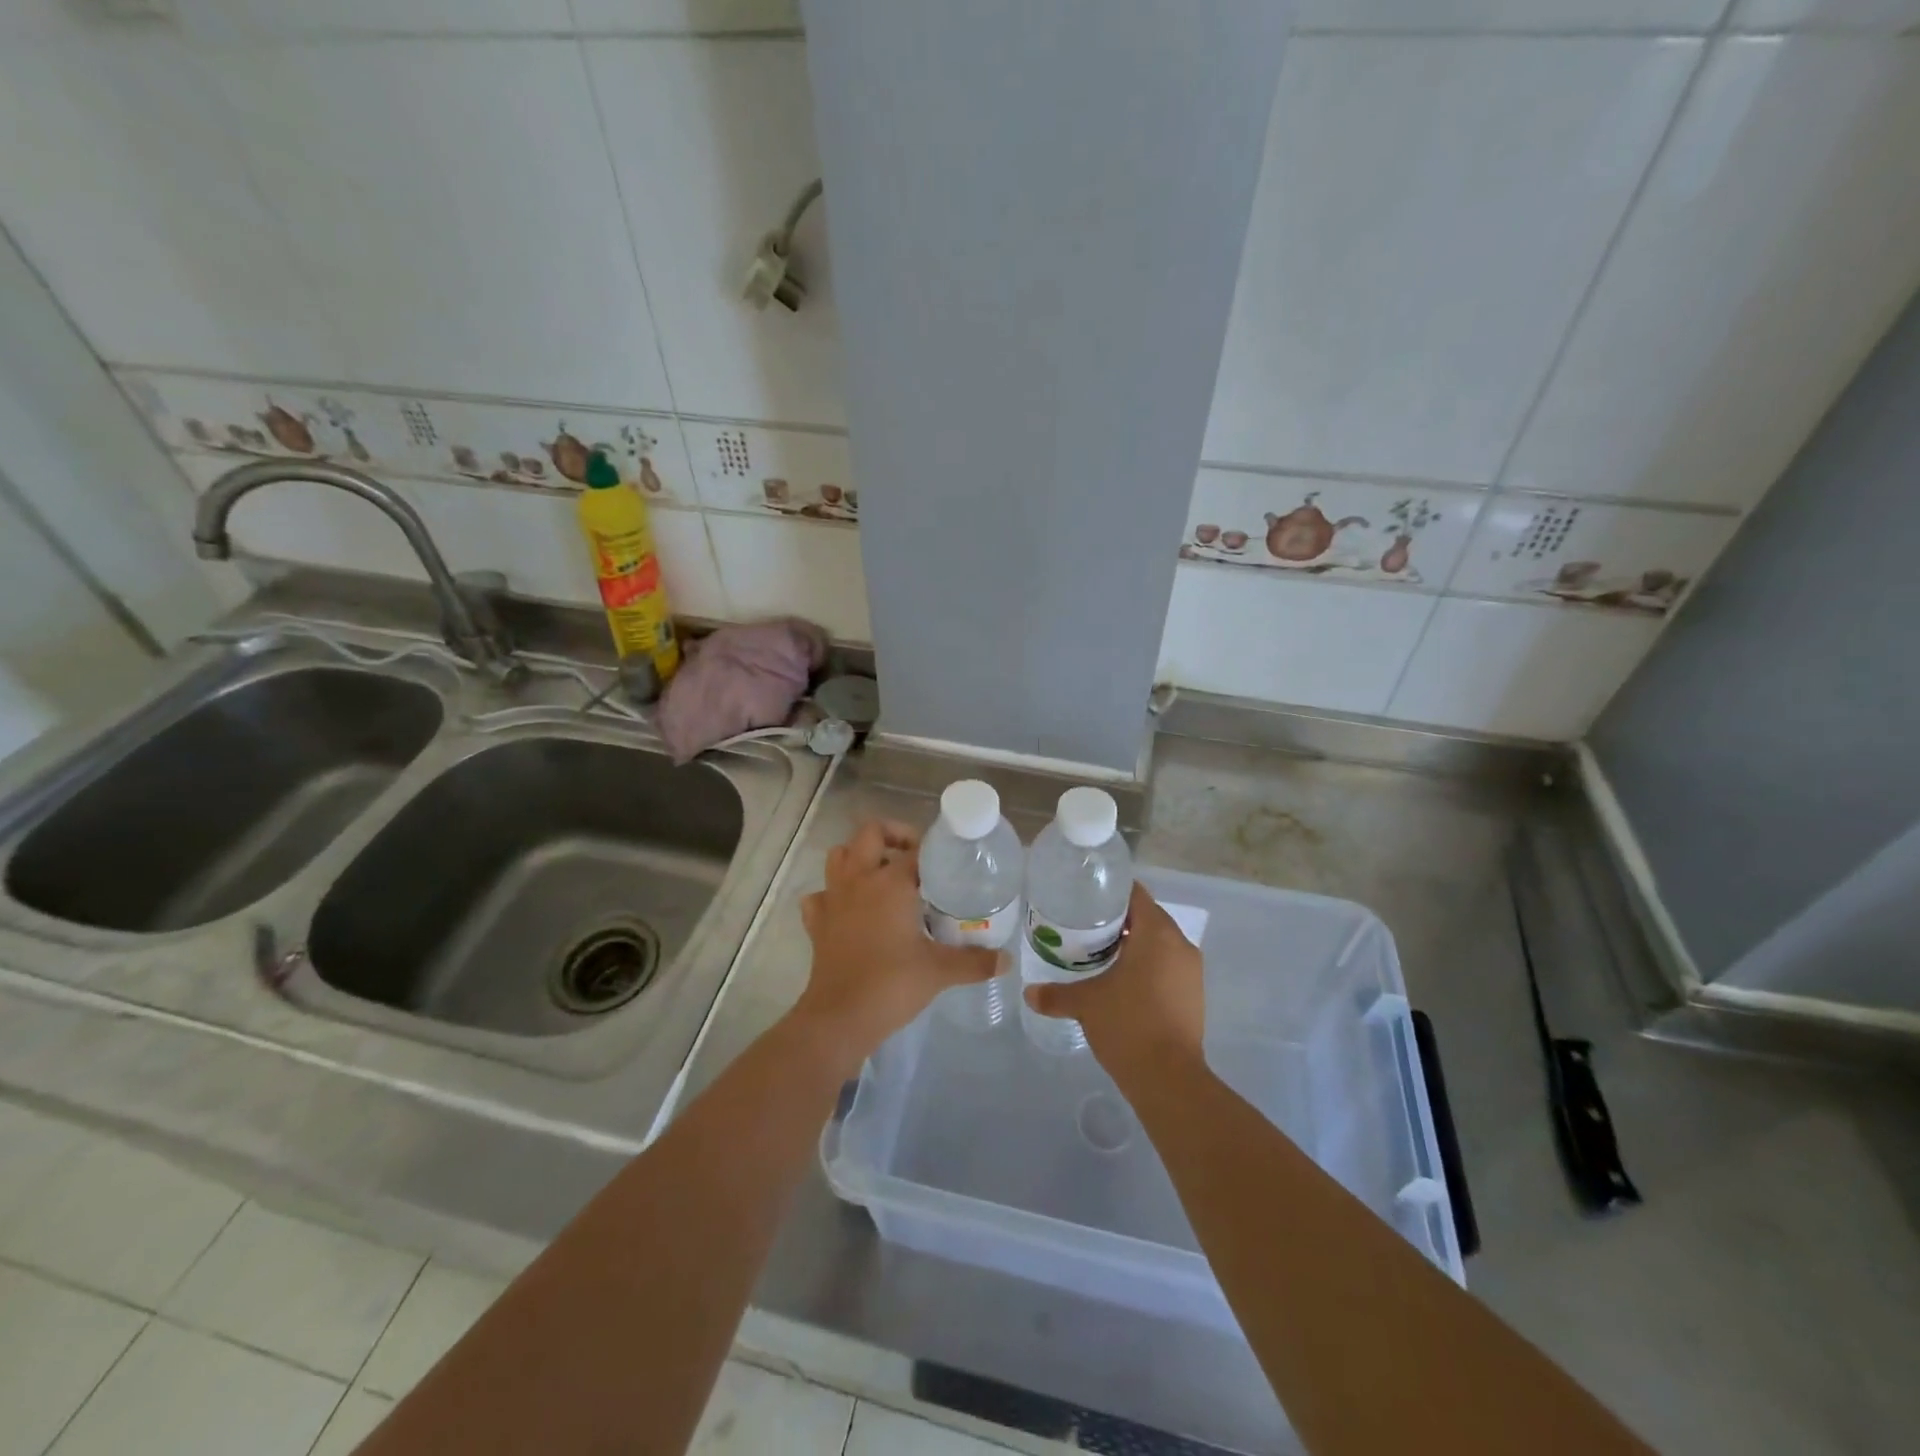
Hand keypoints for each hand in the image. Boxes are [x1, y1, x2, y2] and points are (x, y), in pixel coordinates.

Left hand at [794, 819, 998, 1066]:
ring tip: (882, 876)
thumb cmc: (892, 984)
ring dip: (859, 857)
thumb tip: (1007, 960)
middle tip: (914, 858)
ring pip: (839, 856)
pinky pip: (820, 895)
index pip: (915, 850)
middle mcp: (859, 880)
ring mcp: (833, 899)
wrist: (841, 1017)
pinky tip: (849, 910)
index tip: (949, 864)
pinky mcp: (817, 923)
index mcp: (890, 883)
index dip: (933, 852)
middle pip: (869, 833)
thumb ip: (975, 961)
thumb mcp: (940, 970)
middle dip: (892, 836)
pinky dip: (832, 895)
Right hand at [1025, 883, 1204, 1083]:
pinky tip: (1122, 982)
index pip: (1135, 894)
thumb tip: (1028, 993)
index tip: (1086, 899)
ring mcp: (1191, 971)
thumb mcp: (1086, 1004)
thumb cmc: (1128, 1024)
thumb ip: (1055, 994)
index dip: (1110, 893)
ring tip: (1100, 954)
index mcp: (1157, 933)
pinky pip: (1168, 966)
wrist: (1169, 1079)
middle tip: (1085, 927)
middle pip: (1147, 917)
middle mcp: (1180, 944)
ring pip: (1159, 943)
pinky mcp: (1194, 994)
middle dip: (1118, 921)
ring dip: (1134, 945)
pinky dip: (1147, 966)